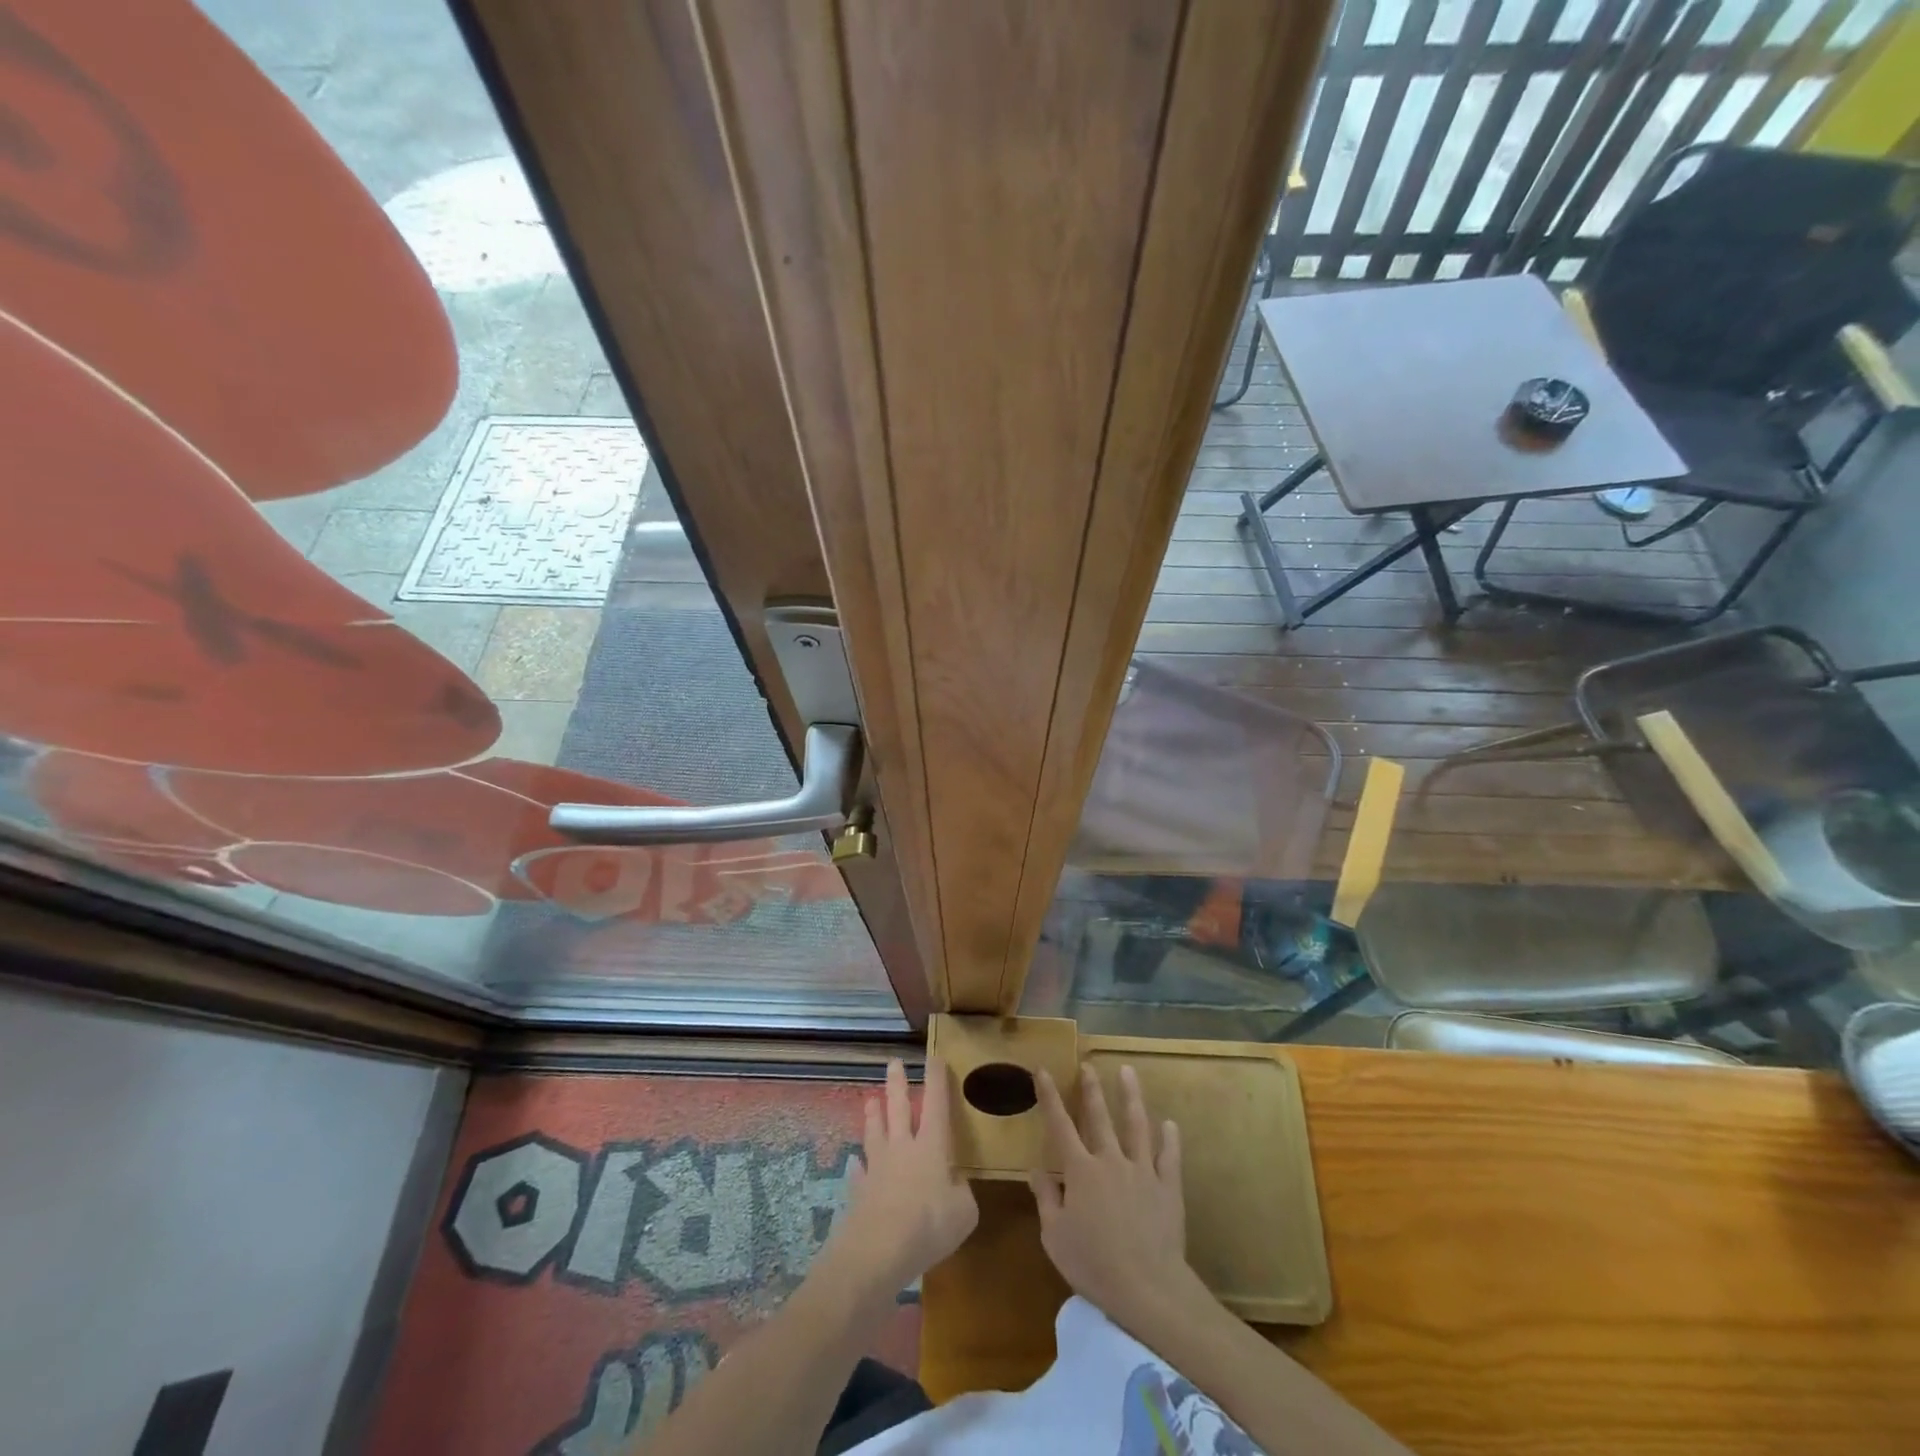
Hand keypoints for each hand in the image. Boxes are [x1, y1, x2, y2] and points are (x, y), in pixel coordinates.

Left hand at [825, 1058, 977, 1294]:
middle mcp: (903, 1148)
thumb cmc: (929, 1225)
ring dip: (874, 1115)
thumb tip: (956, 1184)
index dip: (936, 1079)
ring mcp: (878, 1167)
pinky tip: (855, 1163)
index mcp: (932, 1146)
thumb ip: (962, 1193)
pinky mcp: (860, 1191)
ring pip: (875, 1132)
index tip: (934, 1056)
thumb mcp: (964, 1213)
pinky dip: (858, 1166)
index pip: (936, 1103)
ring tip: (870, 1100)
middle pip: (899, 1108)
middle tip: (893, 1062)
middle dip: (898, 1084)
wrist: (878, 1250)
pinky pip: (859, 1172)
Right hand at [1030, 1063, 1196, 1334]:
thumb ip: (1046, 1198)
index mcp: (1080, 1171)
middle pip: (1099, 1117)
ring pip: (1136, 1125)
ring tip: (1128, 1071)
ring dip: (1131, 1097)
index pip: (1060, 1125)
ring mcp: (1142, 1171)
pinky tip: (1169, 1124)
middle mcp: (1110, 1160)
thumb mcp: (1055, 1236)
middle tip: (1088, 1065)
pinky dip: (1169, 1139)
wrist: (1147, 1288)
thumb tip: (1035, 1169)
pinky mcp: (1168, 1187)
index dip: (1049, 1097)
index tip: (1042, 1071)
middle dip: (1091, 1089)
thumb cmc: (1093, 1265)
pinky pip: (1169, 1157)